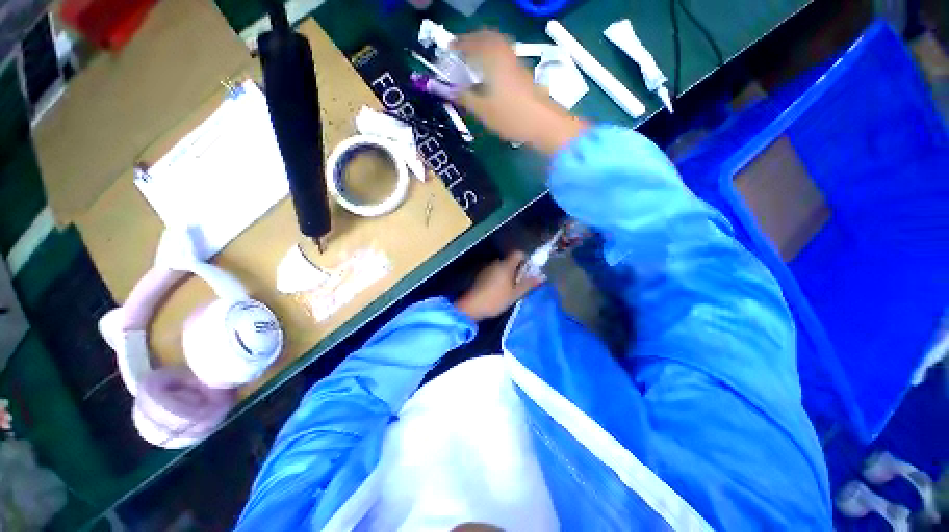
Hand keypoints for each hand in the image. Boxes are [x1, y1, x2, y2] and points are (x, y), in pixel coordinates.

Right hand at [452, 31, 587, 153]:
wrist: (543, 123)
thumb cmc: (511, 117)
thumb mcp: (484, 111)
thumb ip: (466, 98)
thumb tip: (451, 91)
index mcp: (492, 60)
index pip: (472, 44)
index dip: (459, 44)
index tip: (449, 48)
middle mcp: (505, 55)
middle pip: (488, 38)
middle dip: (473, 41)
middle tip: (462, 51)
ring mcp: (516, 63)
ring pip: (498, 46)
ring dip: (484, 48)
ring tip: (474, 61)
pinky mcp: (524, 74)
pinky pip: (505, 56)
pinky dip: (494, 57)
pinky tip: (490, 73)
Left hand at [455, 251, 544, 321]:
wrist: (472, 306)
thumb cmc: (496, 299)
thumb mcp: (515, 294)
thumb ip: (528, 284)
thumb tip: (542, 276)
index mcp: (506, 265)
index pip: (518, 253)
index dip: (525, 259)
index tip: (529, 270)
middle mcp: (496, 263)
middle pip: (510, 261)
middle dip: (518, 269)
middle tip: (522, 282)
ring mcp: (487, 268)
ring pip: (502, 267)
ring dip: (508, 274)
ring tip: (511, 289)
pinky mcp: (481, 275)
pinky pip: (494, 272)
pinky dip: (499, 278)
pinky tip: (499, 290)